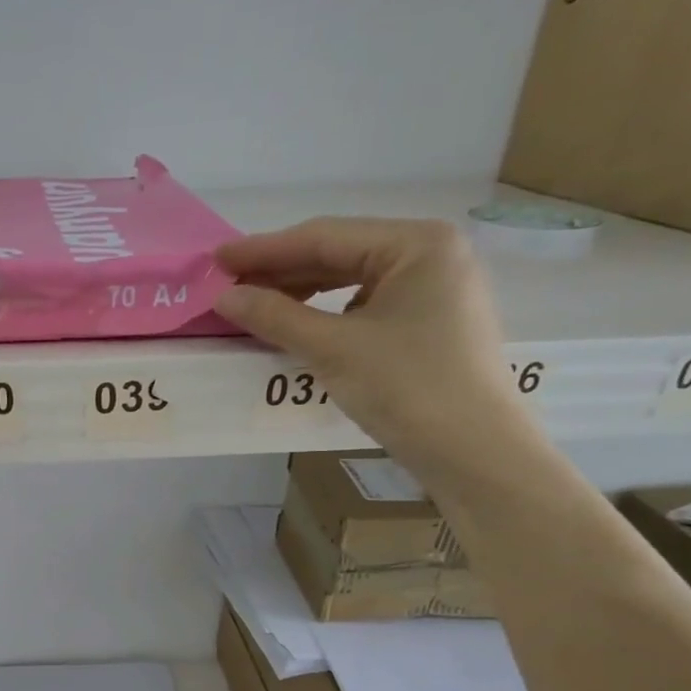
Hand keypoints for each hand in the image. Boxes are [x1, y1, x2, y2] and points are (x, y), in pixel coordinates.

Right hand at [212, 218, 532, 478]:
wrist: (474, 454)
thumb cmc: (408, 388)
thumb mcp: (333, 348)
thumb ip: (275, 316)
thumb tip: (224, 298)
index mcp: (418, 244)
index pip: (325, 236)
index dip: (264, 249)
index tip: (216, 259)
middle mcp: (431, 255)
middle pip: (339, 254)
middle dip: (281, 271)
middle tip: (228, 286)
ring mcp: (434, 290)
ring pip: (351, 281)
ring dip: (300, 293)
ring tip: (254, 306)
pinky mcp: (429, 323)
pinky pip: (365, 306)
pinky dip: (326, 314)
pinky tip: (296, 326)